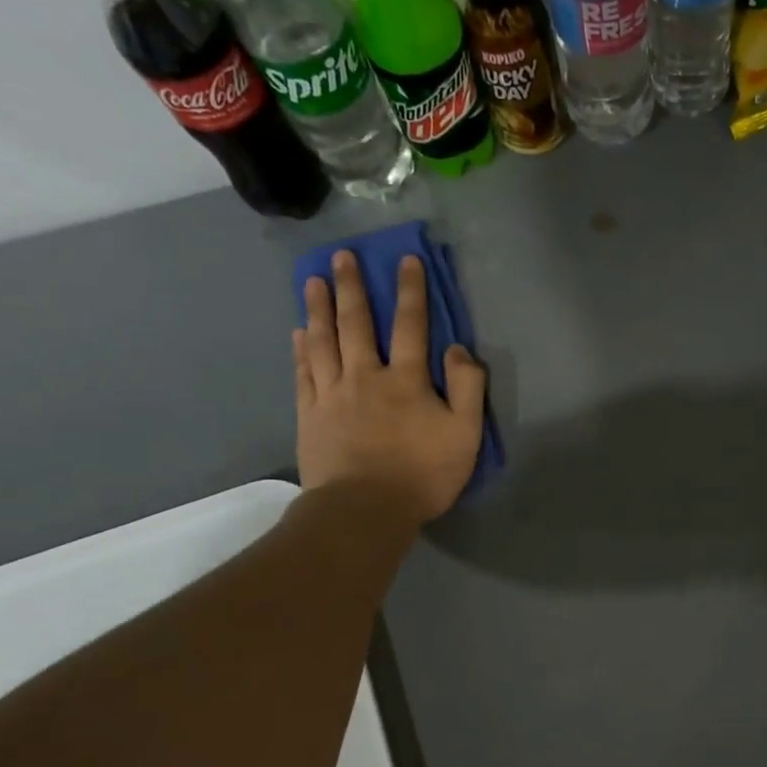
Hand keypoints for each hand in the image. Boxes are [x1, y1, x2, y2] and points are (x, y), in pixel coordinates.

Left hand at [295, 252, 485, 523]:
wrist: (364, 510)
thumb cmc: (422, 474)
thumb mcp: (465, 435)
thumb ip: (468, 388)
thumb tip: (458, 349)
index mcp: (407, 380)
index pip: (410, 325)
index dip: (410, 291)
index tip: (405, 260)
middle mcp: (366, 376)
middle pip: (357, 323)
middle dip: (352, 287)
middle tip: (342, 256)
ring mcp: (332, 394)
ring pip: (323, 341)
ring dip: (319, 308)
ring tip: (313, 281)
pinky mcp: (310, 415)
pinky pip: (304, 373)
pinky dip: (302, 349)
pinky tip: (299, 332)